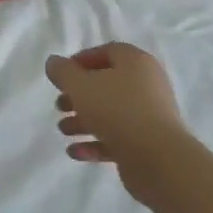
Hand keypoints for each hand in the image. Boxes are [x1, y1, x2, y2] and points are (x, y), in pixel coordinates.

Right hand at [45, 42, 194, 207]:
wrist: (159, 160)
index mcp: (136, 63)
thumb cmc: (118, 111)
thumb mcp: (81, 86)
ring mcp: (150, 116)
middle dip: (78, 95)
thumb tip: (53, 62)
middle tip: (59, 105)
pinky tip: (75, 152)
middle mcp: (147, 85)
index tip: (62, 75)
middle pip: (107, 84)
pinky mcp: (148, 144)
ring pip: (111, 113)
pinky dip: (95, 143)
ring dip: (83, 120)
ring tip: (63, 130)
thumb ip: (63, 72)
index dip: (82, 60)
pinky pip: (118, 138)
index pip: (108, 52)